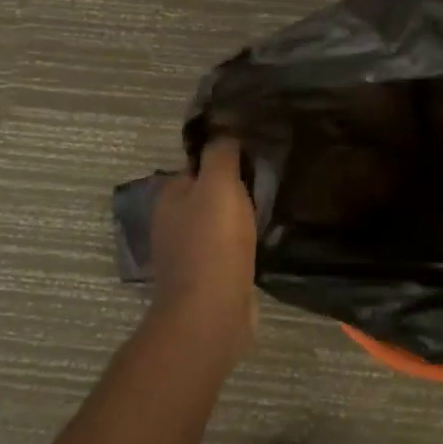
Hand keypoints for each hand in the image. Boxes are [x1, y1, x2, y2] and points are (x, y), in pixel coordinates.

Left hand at [148, 138, 258, 350]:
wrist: (211, 313)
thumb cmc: (213, 243)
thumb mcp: (219, 184)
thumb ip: (220, 153)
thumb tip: (223, 129)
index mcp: (171, 195)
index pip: (198, 163)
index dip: (225, 156)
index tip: (256, 153)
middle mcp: (172, 221)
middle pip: (208, 192)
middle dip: (234, 187)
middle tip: (270, 179)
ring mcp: (187, 252)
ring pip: (218, 221)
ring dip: (240, 216)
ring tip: (271, 206)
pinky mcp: (207, 276)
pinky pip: (227, 248)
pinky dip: (242, 242)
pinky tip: (263, 239)